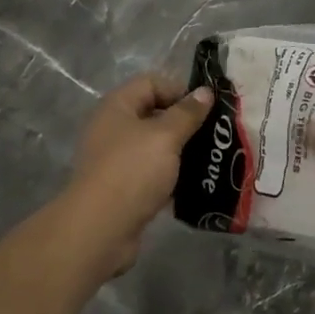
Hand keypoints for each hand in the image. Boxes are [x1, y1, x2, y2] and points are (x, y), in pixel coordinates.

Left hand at [62, 74, 213, 272]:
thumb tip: (206, 91)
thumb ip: (187, 113)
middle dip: (185, 122)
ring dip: (181, 150)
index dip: (179, 90)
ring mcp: (117, 160)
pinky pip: (153, 173)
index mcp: (117, 107)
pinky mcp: (124, 188)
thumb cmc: (132, 171)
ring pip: (155, 146)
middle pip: (154, 113)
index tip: (206, 108)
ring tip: (210, 158)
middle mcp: (114, 128)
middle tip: (214, 133)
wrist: (100, 230)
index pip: (151, 82)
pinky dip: (172, 175)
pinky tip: (195, 183)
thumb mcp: (166, 136)